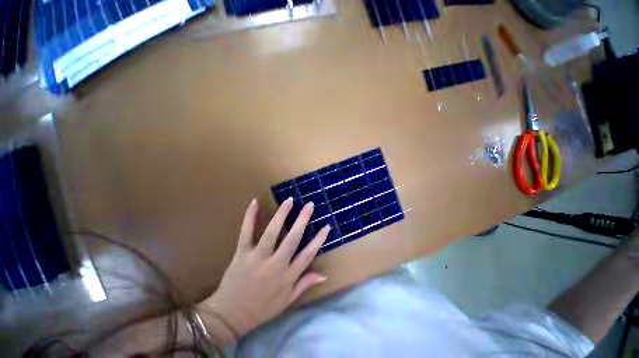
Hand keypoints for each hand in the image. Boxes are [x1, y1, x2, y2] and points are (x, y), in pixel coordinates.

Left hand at [198, 198, 330, 343]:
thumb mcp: (287, 302)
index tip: (326, 226)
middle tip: (310, 205)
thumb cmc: (262, 310)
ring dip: (282, 215)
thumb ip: (304, 285)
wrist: (233, 313)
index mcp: (288, 278)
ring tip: (290, 200)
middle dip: (303, 220)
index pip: (308, 255)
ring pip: (272, 232)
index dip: (318, 240)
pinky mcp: (241, 253)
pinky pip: (246, 232)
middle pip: (293, 239)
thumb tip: (323, 274)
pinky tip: (254, 202)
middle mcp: (276, 265)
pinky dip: (250, 217)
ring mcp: (258, 257)